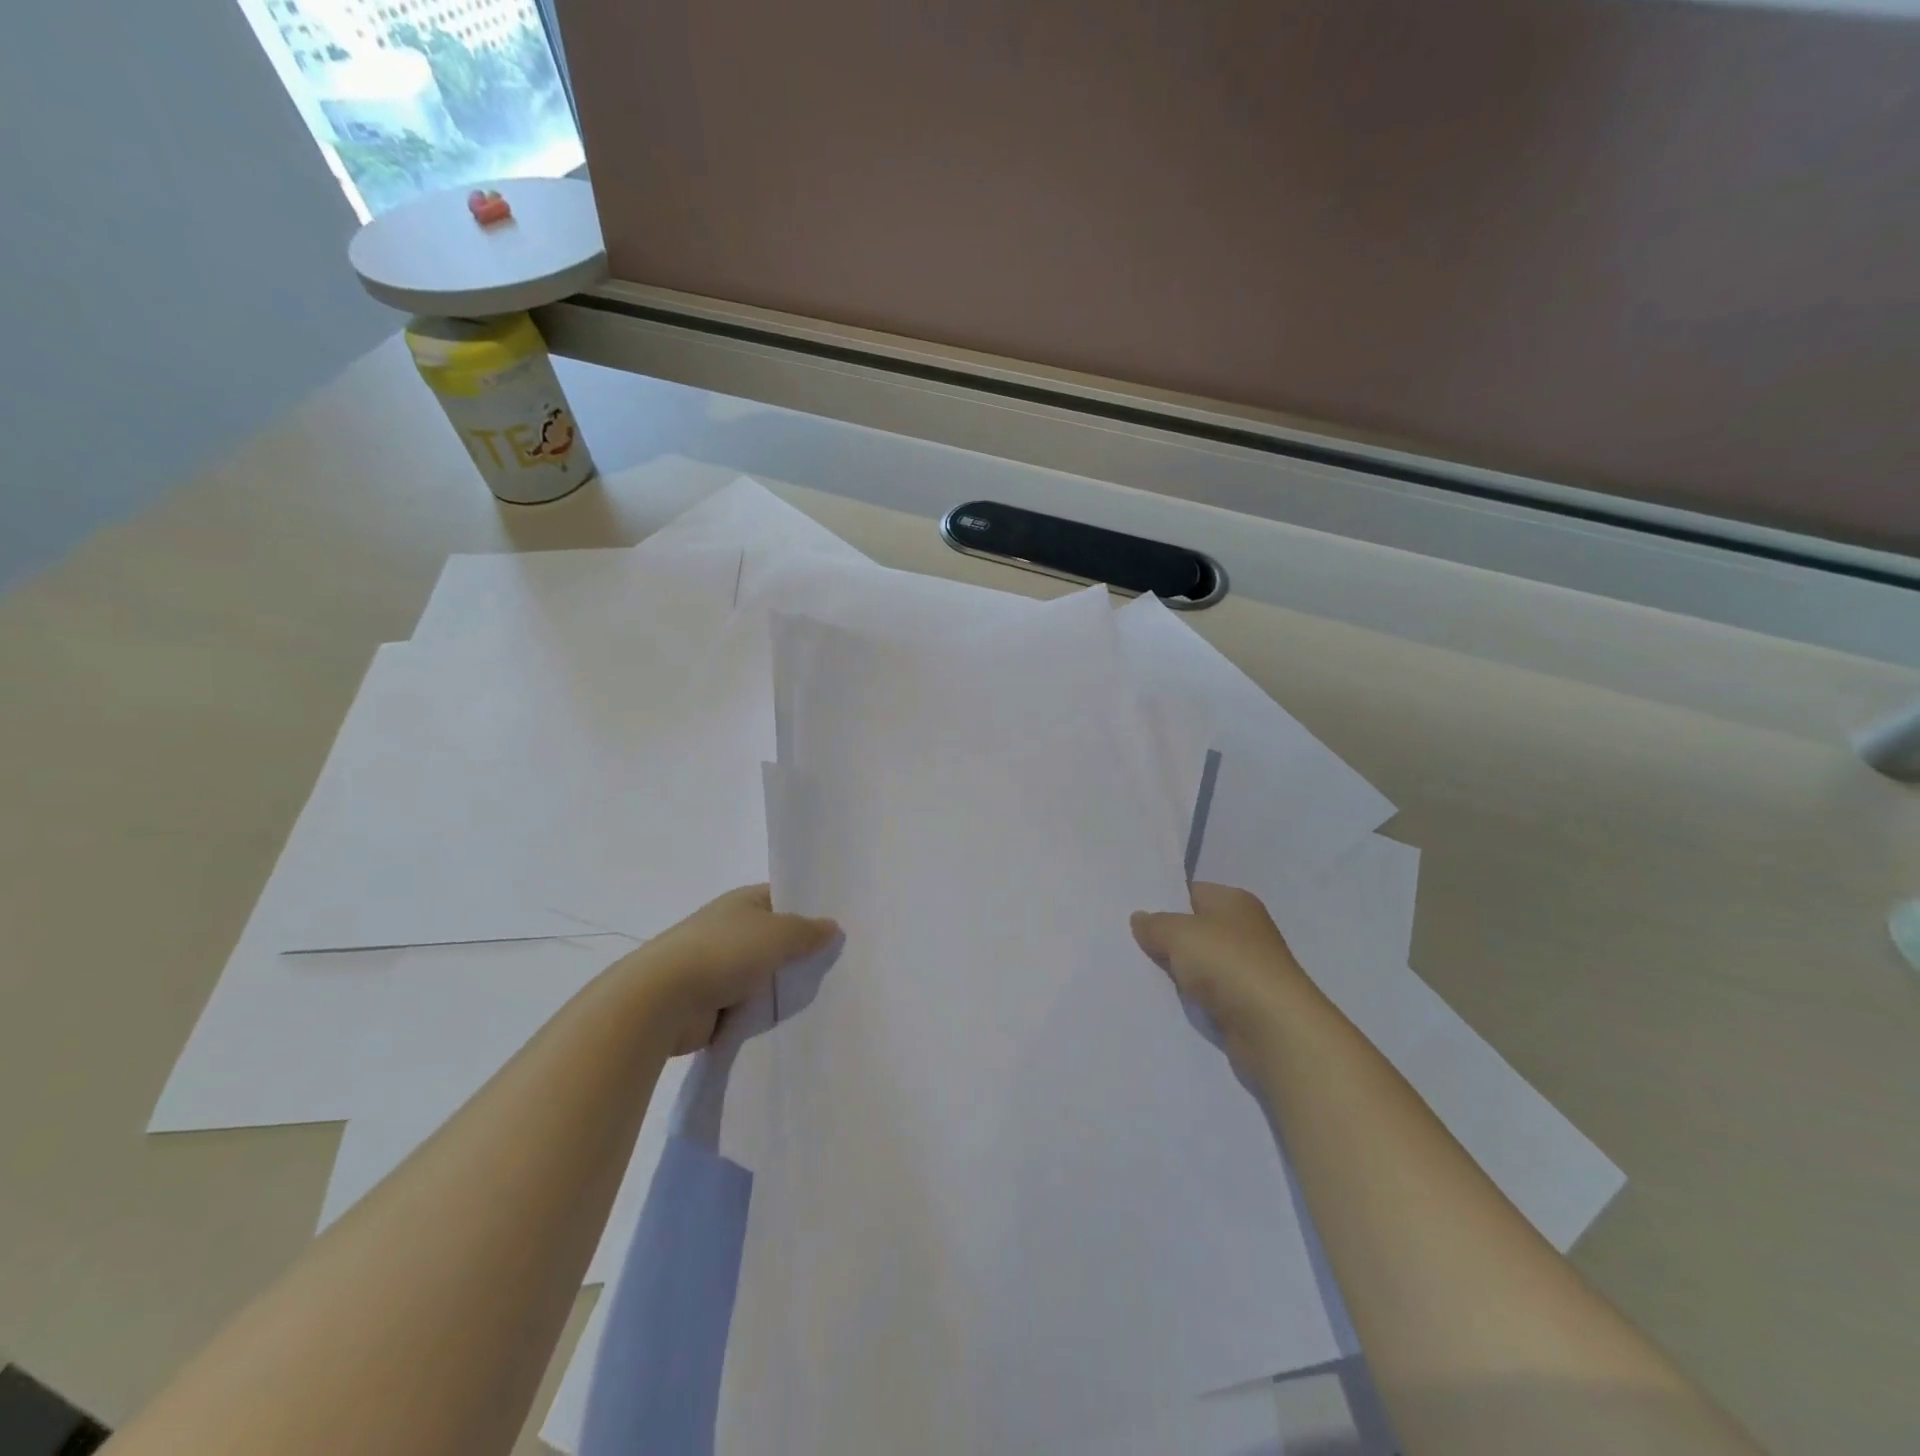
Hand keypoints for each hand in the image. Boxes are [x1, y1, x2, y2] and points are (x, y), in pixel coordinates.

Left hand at [629, 884, 838, 1053]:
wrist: (663, 1001)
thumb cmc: (724, 952)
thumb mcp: (779, 934)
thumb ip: (809, 931)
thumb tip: (833, 927)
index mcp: (744, 902)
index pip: (785, 898)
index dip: (811, 910)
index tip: (842, 929)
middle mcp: (732, 928)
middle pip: (778, 939)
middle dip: (803, 953)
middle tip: (841, 966)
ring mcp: (720, 966)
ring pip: (766, 974)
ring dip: (783, 986)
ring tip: (825, 996)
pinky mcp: (713, 1002)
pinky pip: (751, 1004)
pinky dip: (765, 1012)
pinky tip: (791, 1020)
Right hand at [1131, 883, 1315, 1064]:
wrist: (1273, 1029)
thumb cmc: (1229, 964)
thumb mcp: (1180, 933)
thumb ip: (1154, 924)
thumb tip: (1140, 919)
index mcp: (1234, 902)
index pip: (1190, 892)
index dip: (1161, 901)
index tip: (1128, 911)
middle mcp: (1242, 931)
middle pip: (1192, 928)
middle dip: (1162, 937)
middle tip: (1123, 941)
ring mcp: (1244, 969)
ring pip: (1195, 963)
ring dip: (1173, 970)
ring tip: (1133, 971)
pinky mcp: (1241, 1003)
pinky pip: (1203, 993)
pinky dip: (1186, 996)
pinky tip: (1159, 998)